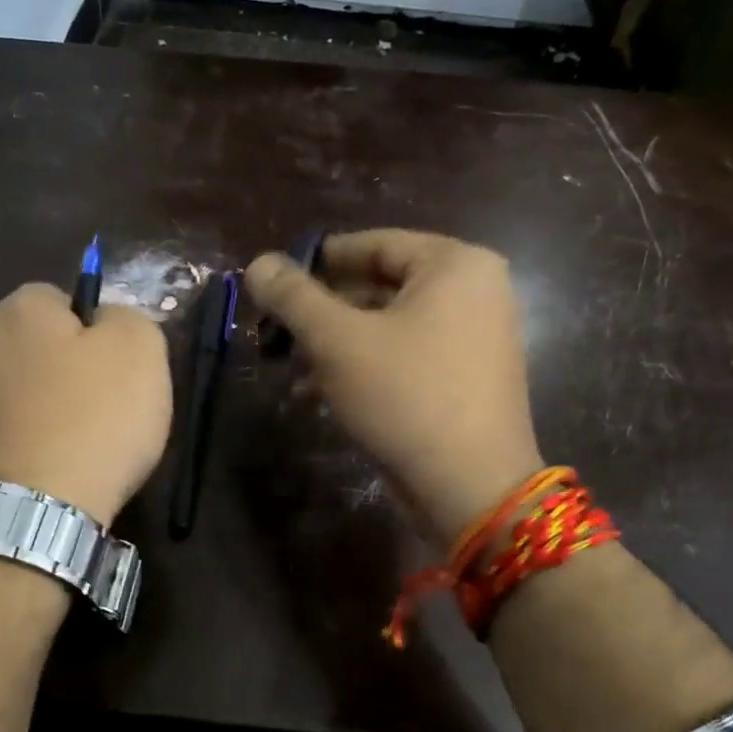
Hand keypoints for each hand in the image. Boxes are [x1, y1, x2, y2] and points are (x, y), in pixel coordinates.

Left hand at [0, 284, 171, 527]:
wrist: (33, 511)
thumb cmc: (94, 418)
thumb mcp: (140, 349)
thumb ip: (128, 318)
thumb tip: (107, 322)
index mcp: (19, 311)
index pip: (59, 297)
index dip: (95, 326)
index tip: (118, 364)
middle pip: (39, 348)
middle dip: (71, 369)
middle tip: (110, 405)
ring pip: (26, 394)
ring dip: (53, 411)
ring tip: (88, 447)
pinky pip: (14, 435)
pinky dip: (37, 446)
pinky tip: (61, 471)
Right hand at [244, 230, 542, 543]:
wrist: (470, 487)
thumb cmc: (405, 396)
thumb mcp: (338, 341)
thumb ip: (294, 297)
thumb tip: (258, 262)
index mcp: (455, 265)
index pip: (373, 244)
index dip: (317, 261)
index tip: (274, 281)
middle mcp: (474, 292)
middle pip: (378, 287)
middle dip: (320, 314)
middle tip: (274, 332)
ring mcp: (473, 338)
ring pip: (386, 327)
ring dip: (333, 346)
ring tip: (287, 370)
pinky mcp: (464, 379)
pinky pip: (404, 357)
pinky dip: (361, 369)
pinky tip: (315, 395)